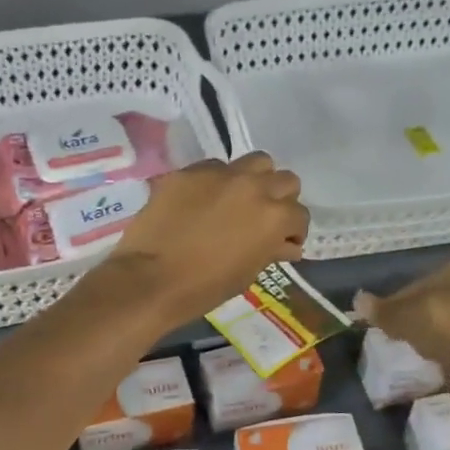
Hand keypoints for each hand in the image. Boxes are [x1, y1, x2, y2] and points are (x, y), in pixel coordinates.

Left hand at [100, 153, 307, 328]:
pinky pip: (214, 167)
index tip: (283, 242)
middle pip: (284, 180)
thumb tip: (286, 245)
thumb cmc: (205, 287)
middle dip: (280, 199)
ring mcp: (220, 174)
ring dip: (255, 179)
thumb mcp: (247, 273)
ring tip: (240, 200)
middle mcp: (253, 186)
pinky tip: (202, 202)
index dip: (293, 230)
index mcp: (274, 217)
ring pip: (255, 162)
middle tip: (264, 218)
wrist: (151, 280)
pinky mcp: (189, 172)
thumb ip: (270, 251)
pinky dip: (217, 182)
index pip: (299, 214)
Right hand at [354, 259, 449, 370]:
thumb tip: (358, 300)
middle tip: (404, 331)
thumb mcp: (399, 315)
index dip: (401, 299)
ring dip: (440, 328)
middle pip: (441, 297)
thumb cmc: (438, 322)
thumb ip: (379, 309)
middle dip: (424, 312)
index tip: (389, 317)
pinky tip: (440, 356)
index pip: (421, 281)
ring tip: (421, 346)